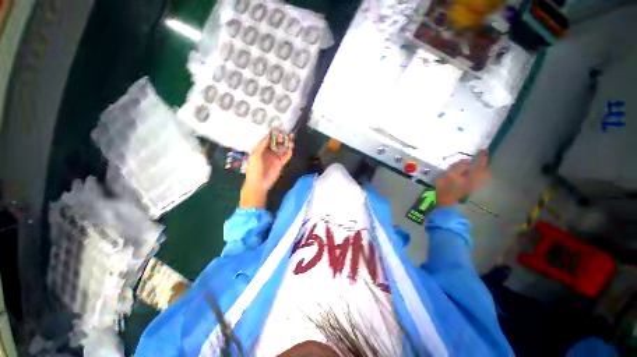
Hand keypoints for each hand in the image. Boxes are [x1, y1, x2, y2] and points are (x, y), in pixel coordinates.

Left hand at [240, 135, 293, 207]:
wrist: (259, 183)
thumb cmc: (254, 168)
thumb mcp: (255, 154)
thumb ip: (262, 144)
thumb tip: (269, 135)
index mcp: (261, 149)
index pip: (268, 140)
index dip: (273, 135)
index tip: (278, 129)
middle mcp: (269, 152)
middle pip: (276, 143)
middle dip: (281, 138)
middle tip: (286, 133)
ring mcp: (275, 158)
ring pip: (282, 149)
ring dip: (286, 144)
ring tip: (291, 138)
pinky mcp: (281, 163)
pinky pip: (286, 156)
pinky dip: (289, 152)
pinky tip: (291, 147)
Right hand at [436, 150, 489, 206]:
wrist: (444, 200)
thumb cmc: (445, 187)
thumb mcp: (449, 175)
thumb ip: (458, 166)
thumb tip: (467, 160)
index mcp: (472, 177)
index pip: (480, 165)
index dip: (482, 156)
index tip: (483, 149)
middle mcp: (476, 181)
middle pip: (485, 170)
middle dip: (484, 163)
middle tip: (481, 155)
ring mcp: (474, 185)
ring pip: (483, 174)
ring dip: (481, 167)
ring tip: (476, 163)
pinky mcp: (470, 187)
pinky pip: (478, 177)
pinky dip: (478, 172)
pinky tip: (471, 171)